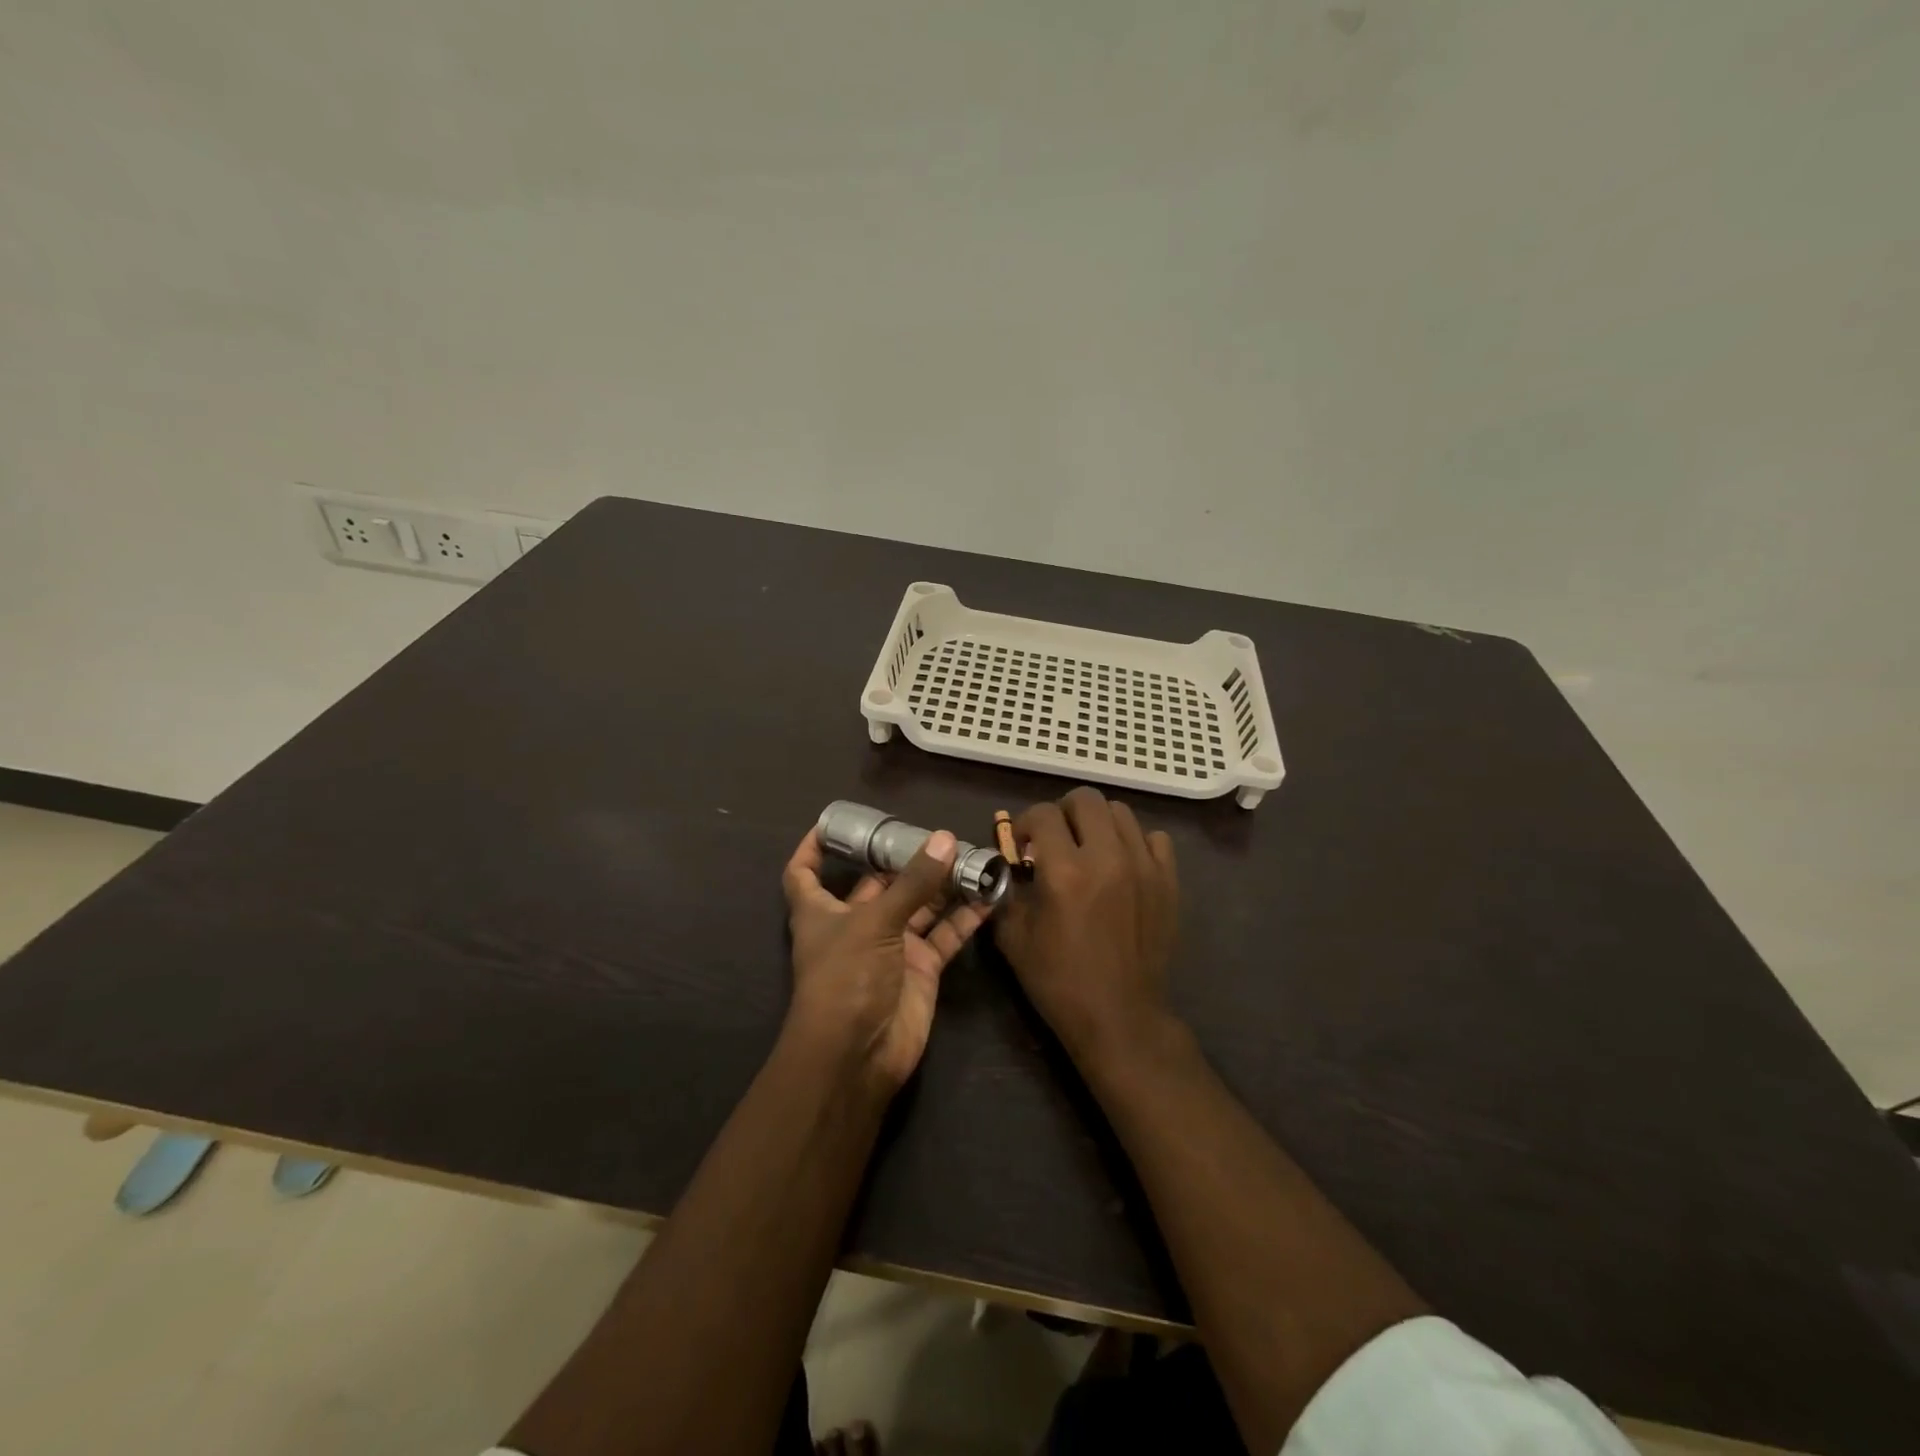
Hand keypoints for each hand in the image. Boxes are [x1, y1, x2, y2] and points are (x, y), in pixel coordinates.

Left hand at [781, 825, 991, 1092]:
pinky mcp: (921, 968)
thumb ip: (913, 882)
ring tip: (973, 855)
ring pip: (919, 905)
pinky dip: (965, 917)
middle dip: (905, 859)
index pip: (805, 873)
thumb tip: (944, 838)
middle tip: (938, 833)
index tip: (832, 823)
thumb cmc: (847, 979)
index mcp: (823, 911)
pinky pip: (945, 934)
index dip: (813, 848)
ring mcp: (892, 946)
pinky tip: (989, 895)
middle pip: (878, 883)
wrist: (859, 1055)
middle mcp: (856, 924)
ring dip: (942, 884)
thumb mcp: (875, 922)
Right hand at [994, 787, 1180, 1067]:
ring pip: (1120, 812)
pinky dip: (1134, 842)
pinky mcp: (1168, 881)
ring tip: (1088, 848)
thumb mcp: (1013, 937)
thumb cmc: (1059, 980)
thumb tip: (1006, 863)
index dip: (1026, 823)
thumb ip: (1005, 890)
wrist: (1119, 1016)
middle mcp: (1107, 858)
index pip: (1043, 814)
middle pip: (1086, 799)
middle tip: (1054, 838)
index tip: (1023, 843)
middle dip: (1062, 812)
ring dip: (1097, 823)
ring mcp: (1144, 867)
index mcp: (1064, 872)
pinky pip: (1154, 838)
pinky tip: (1121, 864)